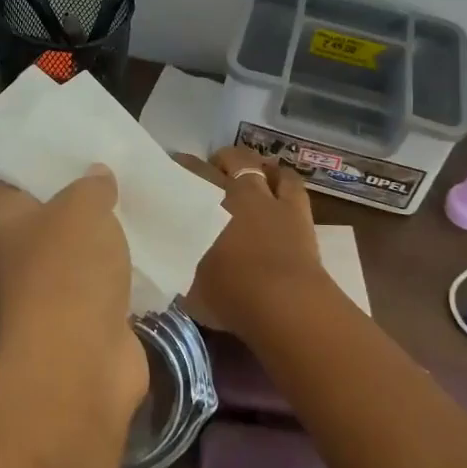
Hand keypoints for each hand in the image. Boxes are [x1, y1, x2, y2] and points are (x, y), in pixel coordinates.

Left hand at [0, 166, 147, 414]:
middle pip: (46, 217)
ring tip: (138, 198)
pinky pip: (109, 283)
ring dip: (105, 233)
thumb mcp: (82, 208)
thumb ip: (91, 186)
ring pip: (81, 251)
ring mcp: (56, 292)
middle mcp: (25, 257)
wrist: (79, 364)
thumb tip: (96, 176)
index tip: (50, 146)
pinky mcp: (90, 320)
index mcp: (9, 222)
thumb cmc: (67, 271)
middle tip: (109, 165)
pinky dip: (127, 269)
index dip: (18, 166)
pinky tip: (154, 245)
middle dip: (74, 195)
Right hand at [175, 148, 321, 335]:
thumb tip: (173, 266)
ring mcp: (267, 198)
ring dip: (246, 163)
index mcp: (203, 210)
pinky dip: (281, 176)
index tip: (169, 173)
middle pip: (219, 164)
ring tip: (239, 170)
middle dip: (210, 163)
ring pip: (254, 164)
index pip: (185, 178)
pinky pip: (290, 181)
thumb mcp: (189, 289)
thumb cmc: (230, 298)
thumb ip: (181, 269)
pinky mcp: (297, 209)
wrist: (283, 304)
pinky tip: (277, 177)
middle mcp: (233, 193)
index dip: (177, 172)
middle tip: (204, 172)